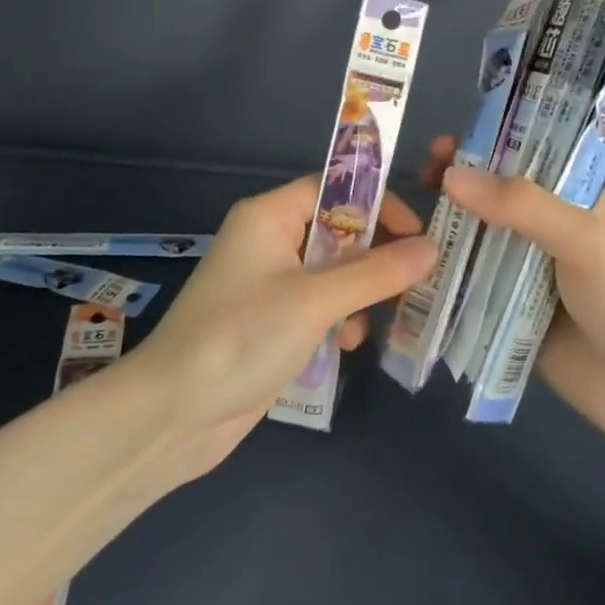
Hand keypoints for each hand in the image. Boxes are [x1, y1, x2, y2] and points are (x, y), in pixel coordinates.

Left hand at [125, 174, 434, 480]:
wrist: (173, 415)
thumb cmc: (242, 337)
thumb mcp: (315, 300)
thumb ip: (376, 272)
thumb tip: (431, 248)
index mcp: (269, 216)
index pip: (334, 189)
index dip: (377, 204)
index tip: (417, 234)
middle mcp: (269, 241)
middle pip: (337, 231)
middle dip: (375, 256)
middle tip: (416, 279)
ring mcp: (269, 284)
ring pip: (333, 272)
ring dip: (359, 293)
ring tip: (378, 319)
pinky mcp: (271, 322)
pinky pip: (318, 306)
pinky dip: (338, 319)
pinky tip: (345, 345)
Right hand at [423, 135, 604, 451]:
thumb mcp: (585, 239)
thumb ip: (523, 206)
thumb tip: (451, 178)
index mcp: (574, 198)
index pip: (524, 156)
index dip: (484, 145)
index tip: (443, 146)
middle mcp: (546, 228)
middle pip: (492, 196)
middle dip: (457, 185)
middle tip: (421, 180)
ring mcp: (524, 271)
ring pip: (476, 238)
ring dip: (445, 228)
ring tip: (406, 223)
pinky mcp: (506, 310)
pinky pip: (468, 284)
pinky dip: (442, 275)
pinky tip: (410, 268)